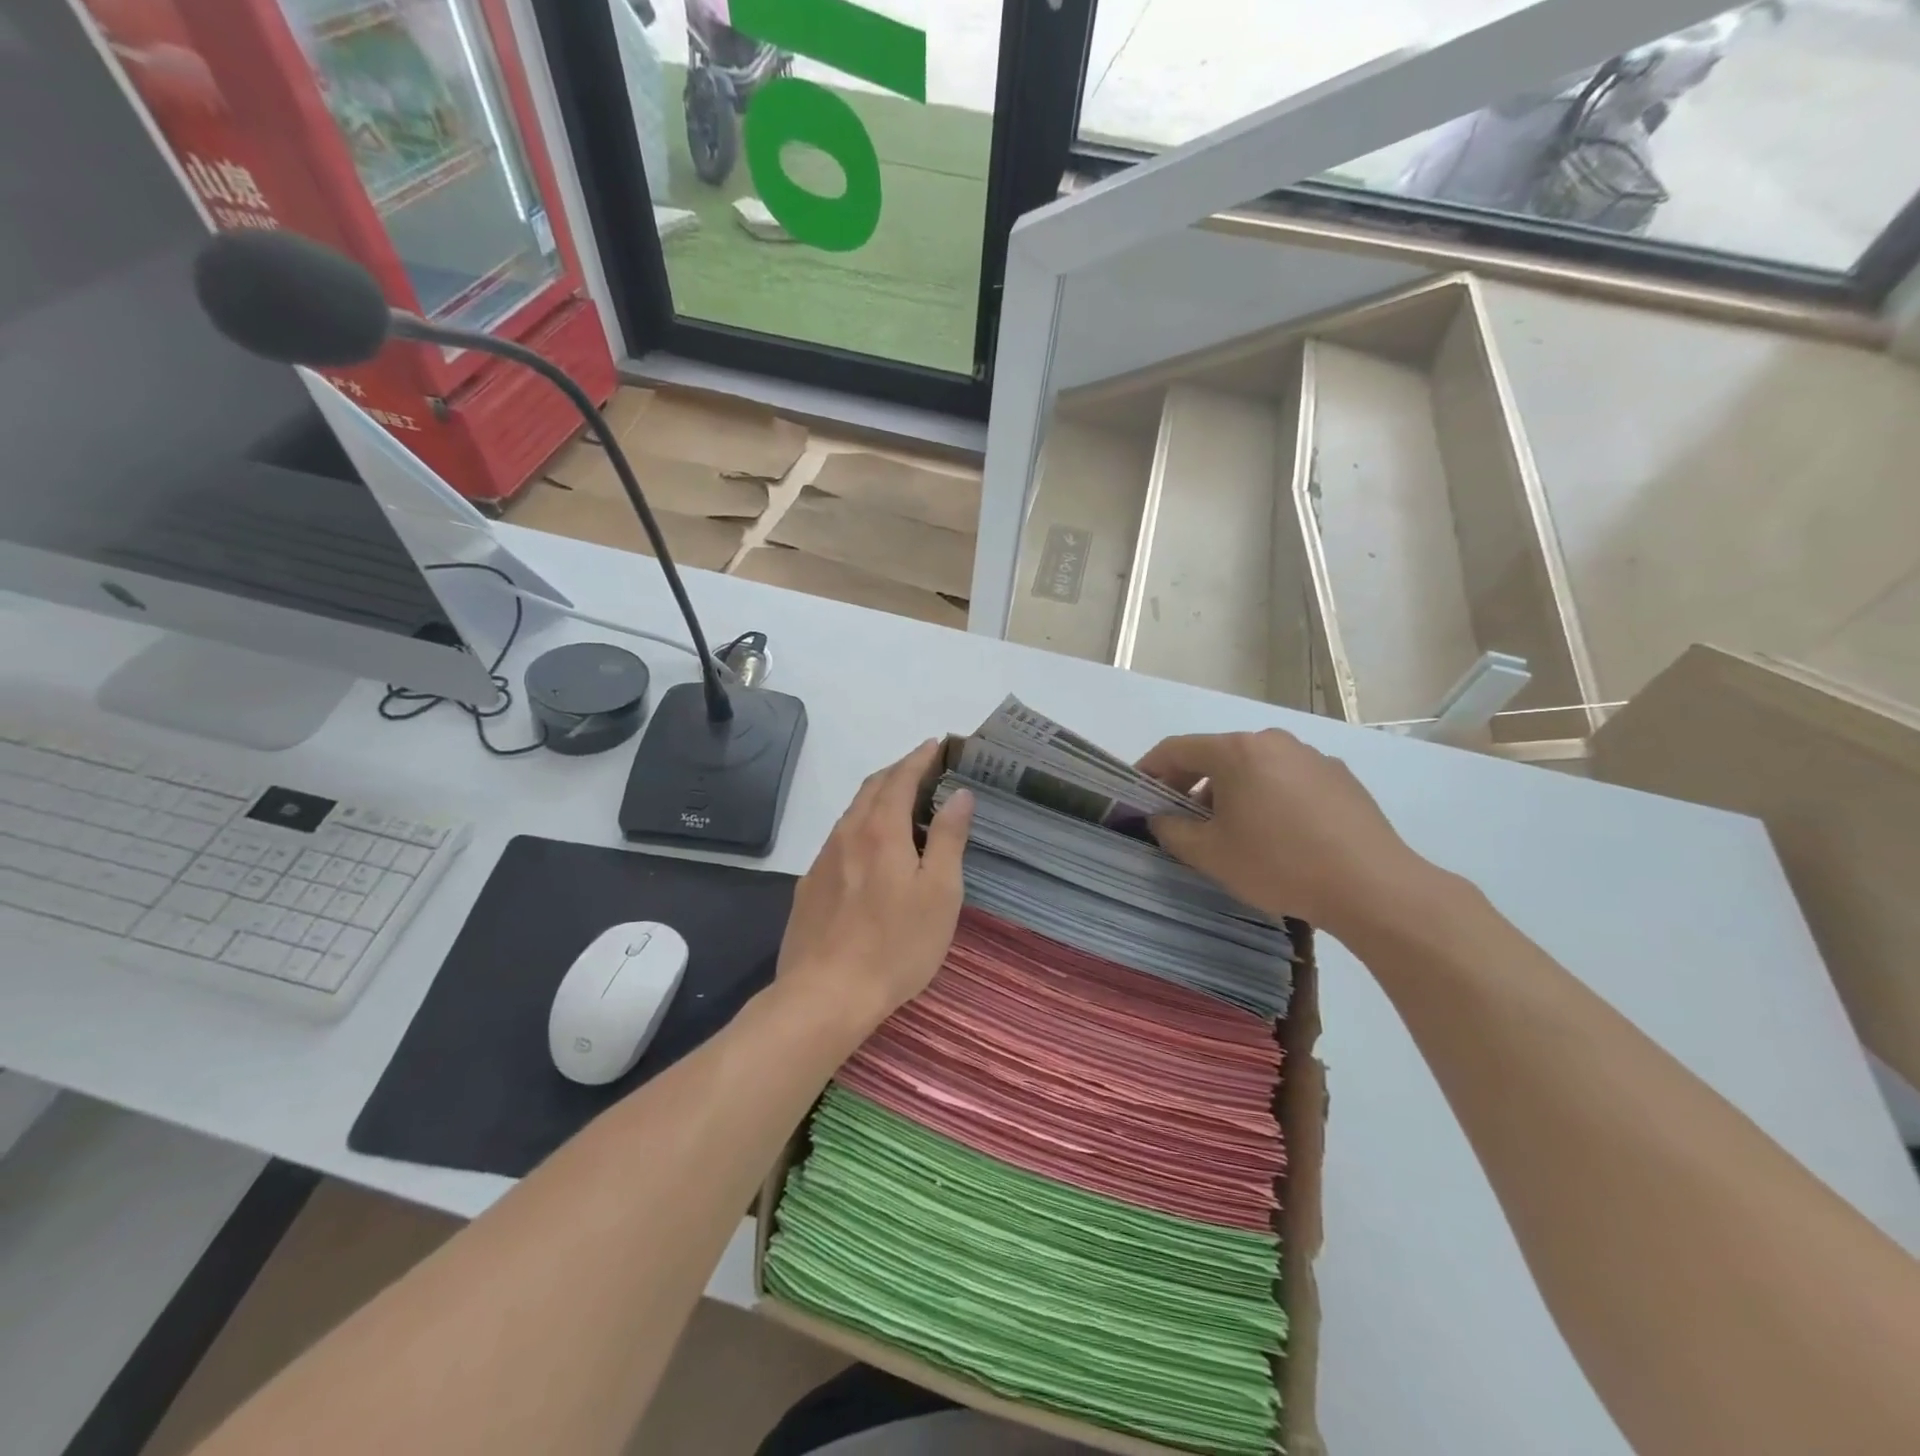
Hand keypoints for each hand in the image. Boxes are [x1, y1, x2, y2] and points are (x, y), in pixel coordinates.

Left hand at [776, 740, 973, 1033]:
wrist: (826, 994)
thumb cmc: (896, 944)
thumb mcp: (940, 892)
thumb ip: (950, 839)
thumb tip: (959, 794)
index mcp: (882, 830)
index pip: (901, 778)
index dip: (920, 757)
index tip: (937, 745)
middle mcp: (847, 834)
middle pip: (872, 788)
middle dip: (898, 771)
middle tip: (923, 768)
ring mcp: (823, 860)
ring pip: (852, 813)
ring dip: (877, 798)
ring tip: (901, 803)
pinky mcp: (810, 886)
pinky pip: (839, 840)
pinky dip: (861, 827)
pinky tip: (869, 850)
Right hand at [1138, 729, 1428, 936]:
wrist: (1372, 886)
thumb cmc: (1279, 864)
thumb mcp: (1210, 854)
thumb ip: (1172, 831)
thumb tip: (1160, 818)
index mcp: (1237, 751)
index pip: (1177, 748)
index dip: (1150, 767)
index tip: (1137, 791)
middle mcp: (1273, 742)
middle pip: (1217, 755)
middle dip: (1190, 783)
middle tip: (1178, 817)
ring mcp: (1311, 757)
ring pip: (1253, 767)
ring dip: (1230, 791)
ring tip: (1229, 831)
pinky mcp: (1339, 777)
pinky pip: (1287, 779)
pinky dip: (1267, 797)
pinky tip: (1275, 834)